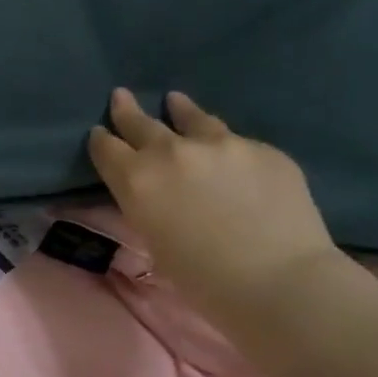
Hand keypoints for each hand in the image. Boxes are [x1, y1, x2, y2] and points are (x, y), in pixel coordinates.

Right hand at [88, 89, 343, 321]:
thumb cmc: (202, 279)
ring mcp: (220, 144)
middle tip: (121, 96)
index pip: (106, 148)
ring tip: (175, 100)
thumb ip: (147, 205)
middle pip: (140, 123)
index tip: (99, 135)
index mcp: (136, 179)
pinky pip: (235, 142)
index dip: (100, 140)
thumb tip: (153, 192)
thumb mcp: (154, 240)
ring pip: (191, 118)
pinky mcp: (262, 149)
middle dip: (127, 111)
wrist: (278, 280)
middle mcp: (171, 152)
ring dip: (179, 110)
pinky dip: (225, 145)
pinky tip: (230, 152)